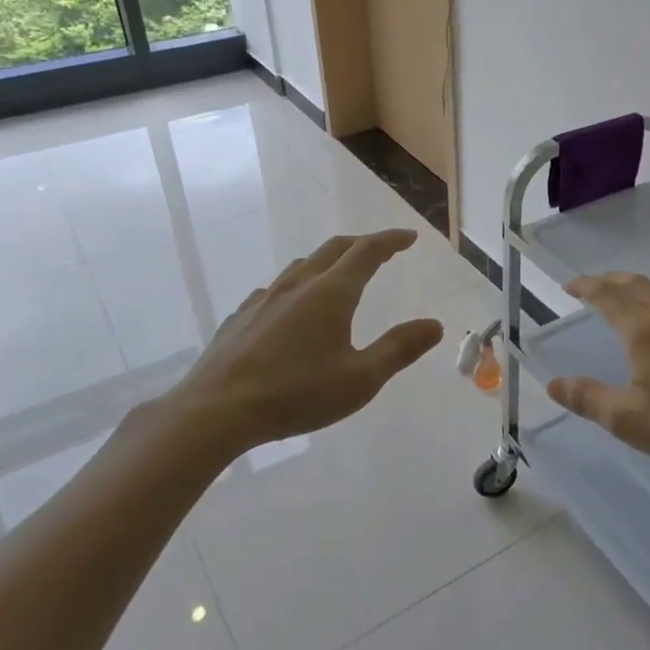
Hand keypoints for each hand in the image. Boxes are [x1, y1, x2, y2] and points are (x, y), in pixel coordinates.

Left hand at [151, 229, 444, 455]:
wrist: (215, 412)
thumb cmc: (296, 394)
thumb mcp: (360, 380)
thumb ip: (399, 349)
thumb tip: (435, 325)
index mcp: (331, 293)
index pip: (367, 251)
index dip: (391, 240)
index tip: (409, 237)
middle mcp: (298, 285)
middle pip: (334, 249)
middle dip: (362, 244)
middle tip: (382, 250)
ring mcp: (264, 298)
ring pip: (302, 266)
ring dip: (328, 262)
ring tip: (339, 276)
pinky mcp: (241, 317)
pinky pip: (276, 289)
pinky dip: (297, 287)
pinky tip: (292, 310)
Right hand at [546, 272, 649, 480]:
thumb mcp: (625, 418)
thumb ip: (587, 398)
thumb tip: (554, 384)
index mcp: (643, 330)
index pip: (608, 296)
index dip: (587, 287)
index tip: (571, 286)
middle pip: (637, 285)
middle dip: (611, 280)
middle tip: (594, 284)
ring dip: (642, 289)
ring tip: (632, 298)